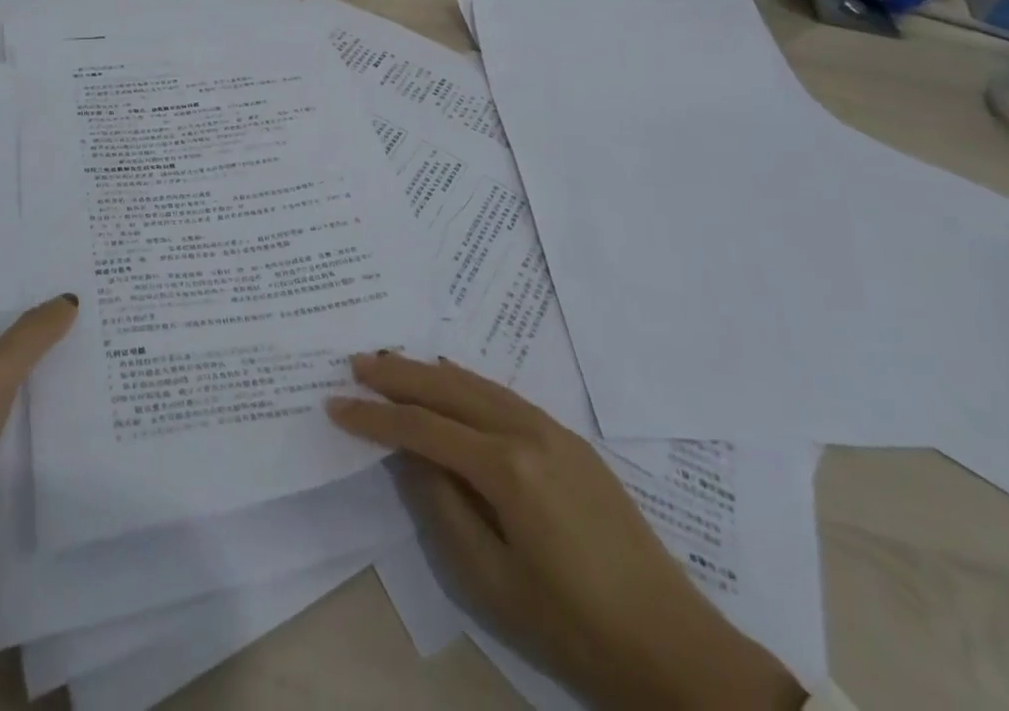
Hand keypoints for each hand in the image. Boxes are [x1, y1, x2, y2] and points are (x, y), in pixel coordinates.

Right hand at [328, 354, 804, 710]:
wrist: (673, 646)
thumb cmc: (573, 627)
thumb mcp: (491, 581)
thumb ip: (442, 508)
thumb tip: (409, 456)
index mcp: (507, 467)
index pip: (424, 428)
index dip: (376, 417)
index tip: (336, 404)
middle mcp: (528, 431)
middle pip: (449, 388)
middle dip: (399, 375)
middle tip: (356, 362)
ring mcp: (553, 430)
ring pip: (477, 383)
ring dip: (431, 371)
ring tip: (392, 362)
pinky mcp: (570, 440)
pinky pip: (505, 396)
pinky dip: (468, 383)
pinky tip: (452, 377)